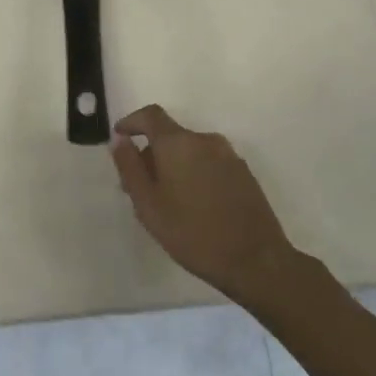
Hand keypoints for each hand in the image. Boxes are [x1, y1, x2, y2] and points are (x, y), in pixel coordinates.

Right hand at [110, 105, 297, 304]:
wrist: (256, 260)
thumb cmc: (192, 233)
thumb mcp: (148, 205)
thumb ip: (130, 167)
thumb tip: (119, 139)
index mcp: (178, 143)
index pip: (150, 115)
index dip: (132, 122)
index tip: (120, 138)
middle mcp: (205, 140)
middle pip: (170, 136)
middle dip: (151, 155)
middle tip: (139, 188)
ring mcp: (228, 155)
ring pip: (190, 151)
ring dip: (173, 166)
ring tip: (165, 202)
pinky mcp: (243, 173)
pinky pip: (209, 163)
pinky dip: (194, 174)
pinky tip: (193, 206)